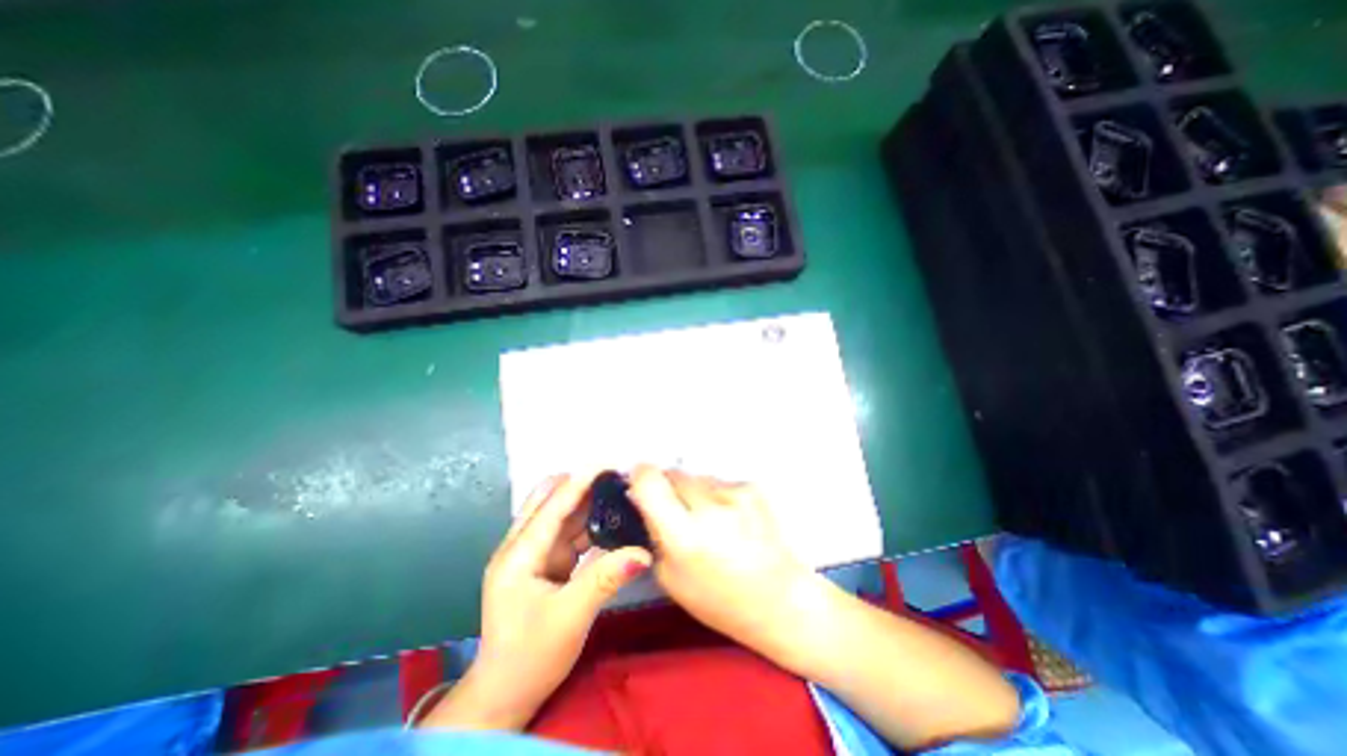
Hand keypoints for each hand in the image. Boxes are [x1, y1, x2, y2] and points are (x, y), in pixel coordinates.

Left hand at [419, 475, 653, 729]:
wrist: (505, 695)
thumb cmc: (531, 657)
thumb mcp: (571, 617)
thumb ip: (606, 578)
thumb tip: (643, 551)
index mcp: (518, 556)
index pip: (551, 508)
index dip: (578, 483)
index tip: (604, 463)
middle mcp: (521, 548)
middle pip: (548, 503)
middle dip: (579, 487)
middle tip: (613, 479)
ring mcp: (531, 556)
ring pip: (559, 517)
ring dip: (585, 504)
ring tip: (616, 493)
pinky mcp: (542, 565)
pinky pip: (567, 535)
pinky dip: (587, 525)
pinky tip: (608, 520)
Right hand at [627, 462, 825, 664]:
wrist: (780, 599)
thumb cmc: (718, 599)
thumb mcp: (670, 576)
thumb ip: (653, 532)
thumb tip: (641, 496)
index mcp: (684, 537)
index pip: (650, 481)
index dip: (640, 476)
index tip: (639, 482)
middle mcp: (709, 509)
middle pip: (674, 473)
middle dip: (668, 487)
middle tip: (676, 510)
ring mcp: (734, 494)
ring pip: (697, 477)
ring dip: (694, 491)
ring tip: (709, 520)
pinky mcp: (752, 487)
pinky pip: (720, 481)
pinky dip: (717, 495)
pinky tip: (729, 519)